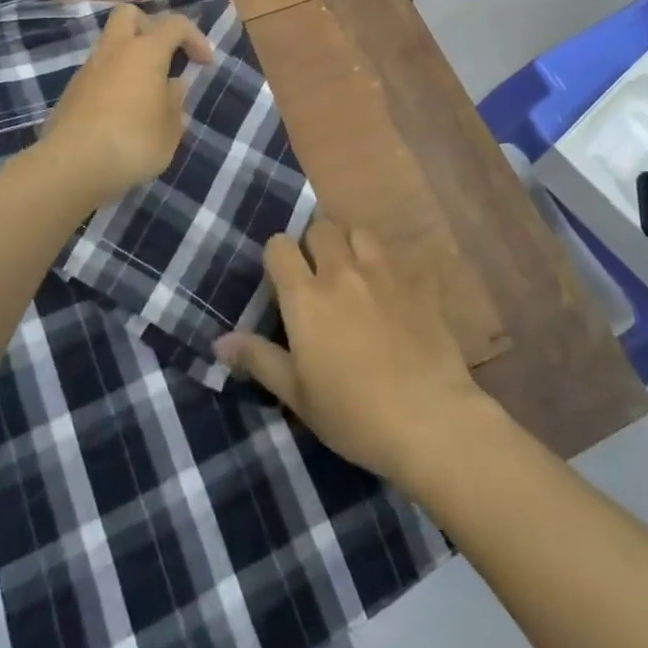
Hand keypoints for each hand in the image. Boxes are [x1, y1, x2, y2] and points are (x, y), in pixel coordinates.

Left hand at [41, 4, 214, 206]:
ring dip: (131, 57)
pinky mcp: (71, 91)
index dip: (195, 38)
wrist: (71, 166)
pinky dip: (114, 80)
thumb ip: (175, 102)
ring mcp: (88, 69)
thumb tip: (171, 86)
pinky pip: (99, 72)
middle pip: (130, 14)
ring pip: (111, 44)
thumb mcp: (170, 129)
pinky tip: (123, 111)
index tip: (204, 63)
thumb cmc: (132, 142)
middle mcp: (114, 50)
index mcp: (145, 51)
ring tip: (146, 91)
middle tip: (165, 56)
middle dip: (151, 27)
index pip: (174, 24)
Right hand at [215, 220, 494, 489]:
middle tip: (318, 276)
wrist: (429, 420)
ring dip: (352, 245)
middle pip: (321, 228)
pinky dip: (393, 268)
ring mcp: (384, 273)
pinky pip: (403, 259)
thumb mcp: (297, 395)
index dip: (277, 256)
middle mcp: (343, 272)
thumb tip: (219, 341)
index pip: (280, 245)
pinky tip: (397, 293)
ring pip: (361, 232)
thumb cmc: (353, 414)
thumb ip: (259, 359)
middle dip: (314, 243)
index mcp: (307, 296)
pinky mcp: (419, 284)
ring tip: (355, 274)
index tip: (281, 280)